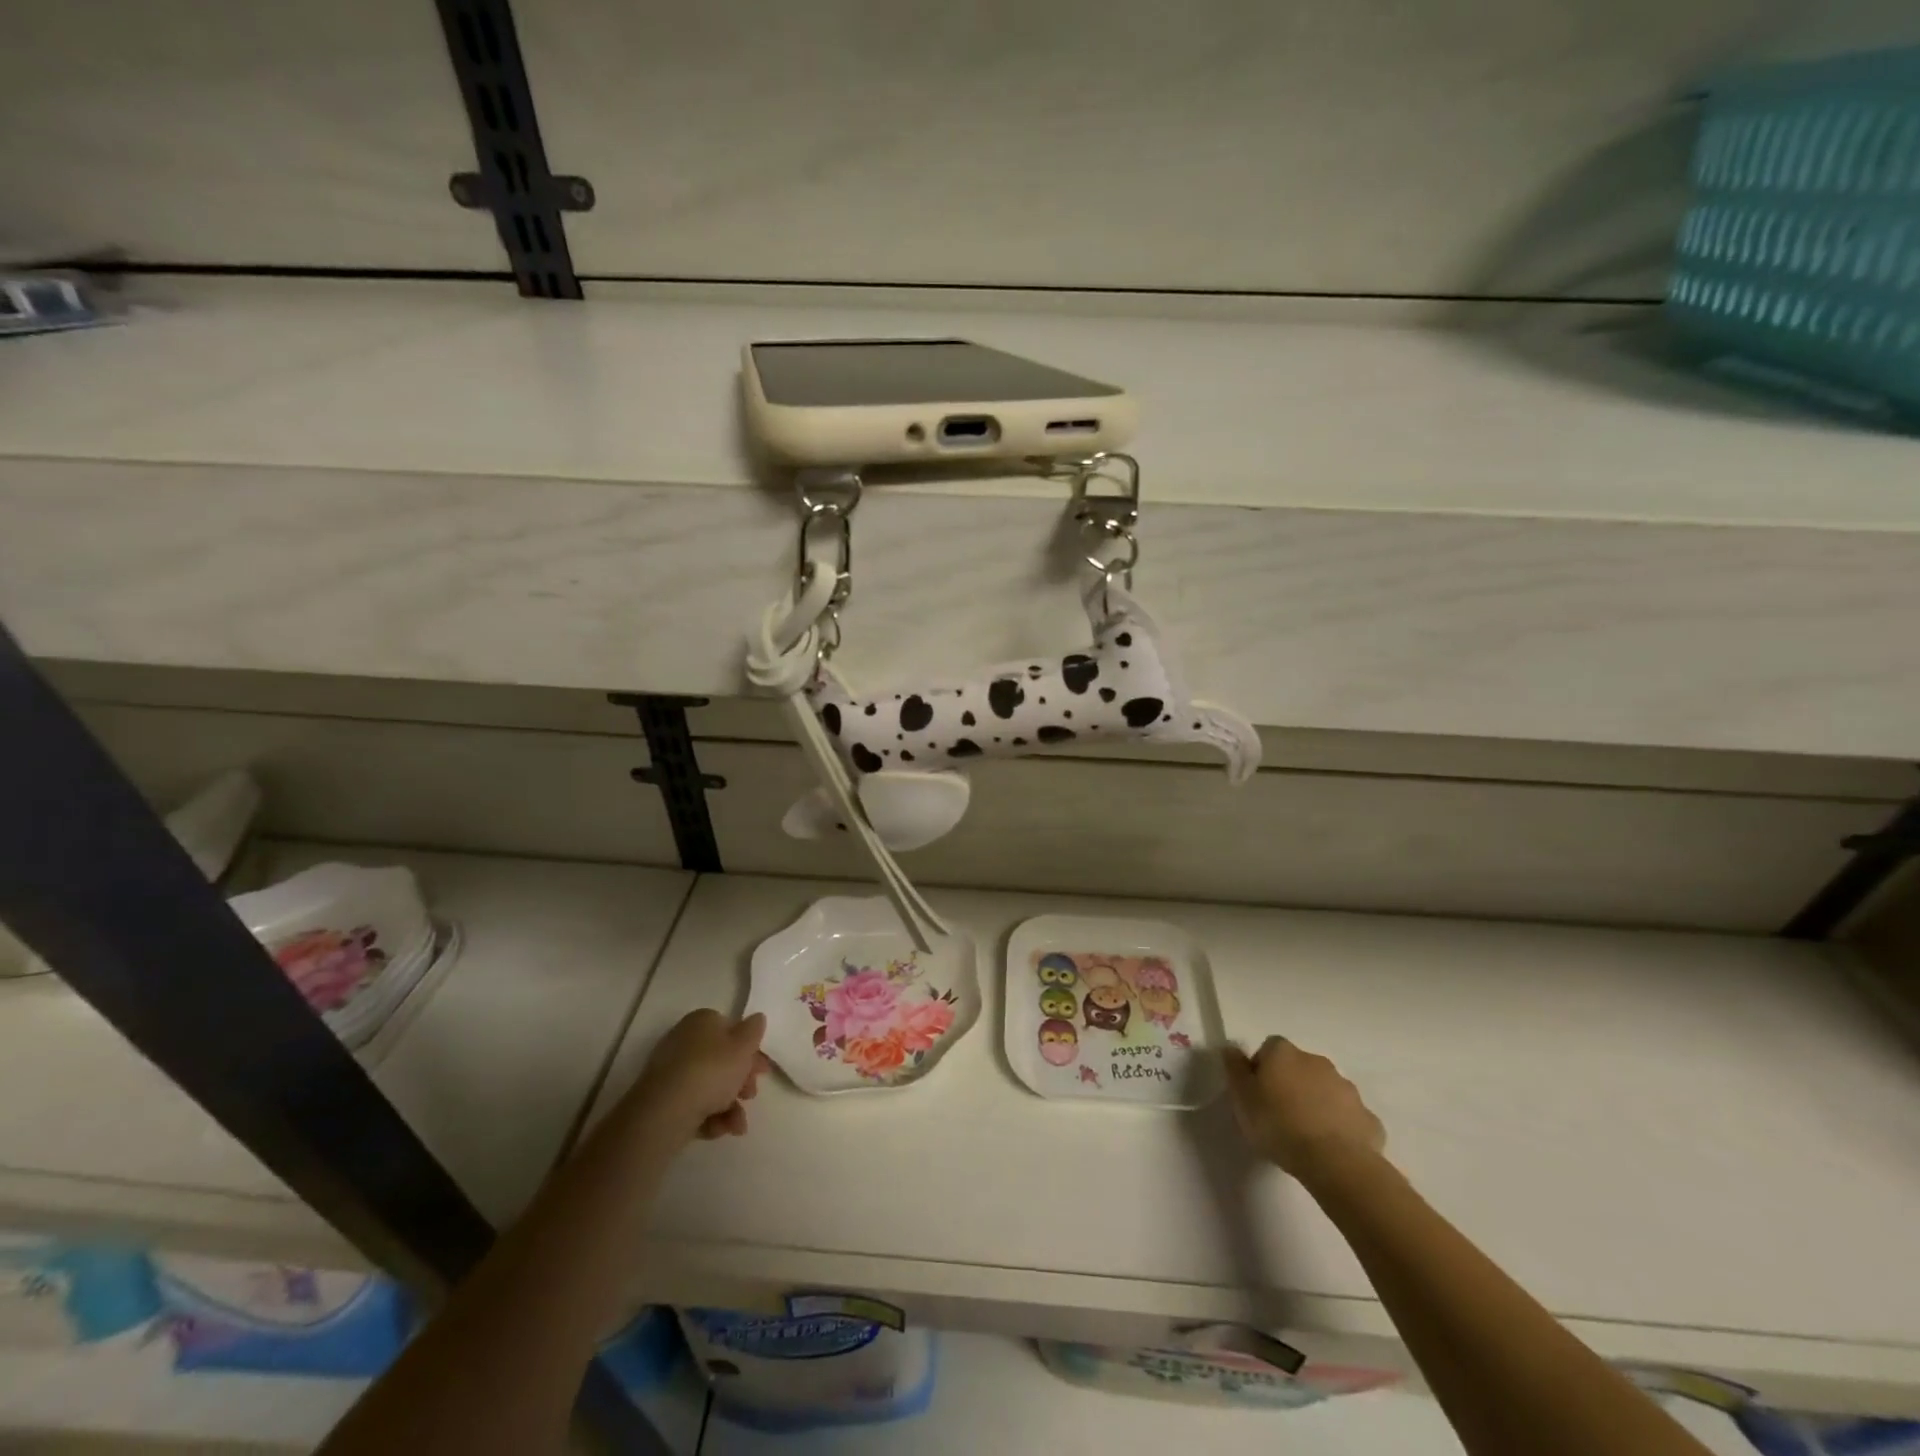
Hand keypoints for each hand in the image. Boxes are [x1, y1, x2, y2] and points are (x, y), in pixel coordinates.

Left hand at [631, 1010, 771, 1141]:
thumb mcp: (743, 1046)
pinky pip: (695, 1104)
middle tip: (751, 1095)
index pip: (731, 1029)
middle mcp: (685, 1042)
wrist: (667, 1112)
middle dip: (741, 1080)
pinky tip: (721, 1129)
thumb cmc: (711, 1070)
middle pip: (722, 1059)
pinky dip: (711, 1117)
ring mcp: (672, 1072)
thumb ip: (754, 1031)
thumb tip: (757, 1018)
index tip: (762, 1069)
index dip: (749, 1049)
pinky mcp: (665, 1100)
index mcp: (702, 1022)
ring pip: (711, 1085)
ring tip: (738, 1124)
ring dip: (730, 1105)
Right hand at [1223, 1037, 1384, 1182]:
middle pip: (1299, 1067)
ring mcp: (1347, 1088)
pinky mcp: (1368, 1118)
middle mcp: (1317, 1061)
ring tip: (1306, 1135)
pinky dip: (1340, 1126)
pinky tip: (1331, 1148)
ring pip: (1325, 1090)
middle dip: (1291, 1085)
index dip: (1262, 1070)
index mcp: (1284, 1053)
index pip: (1269, 1049)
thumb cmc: (1279, 1125)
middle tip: (1280, 1115)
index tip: (1257, 1095)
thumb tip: (1232, 1049)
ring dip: (1316, 1103)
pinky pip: (1348, 1116)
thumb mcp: (1242, 1098)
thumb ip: (1234, 1069)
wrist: (1336, 1162)